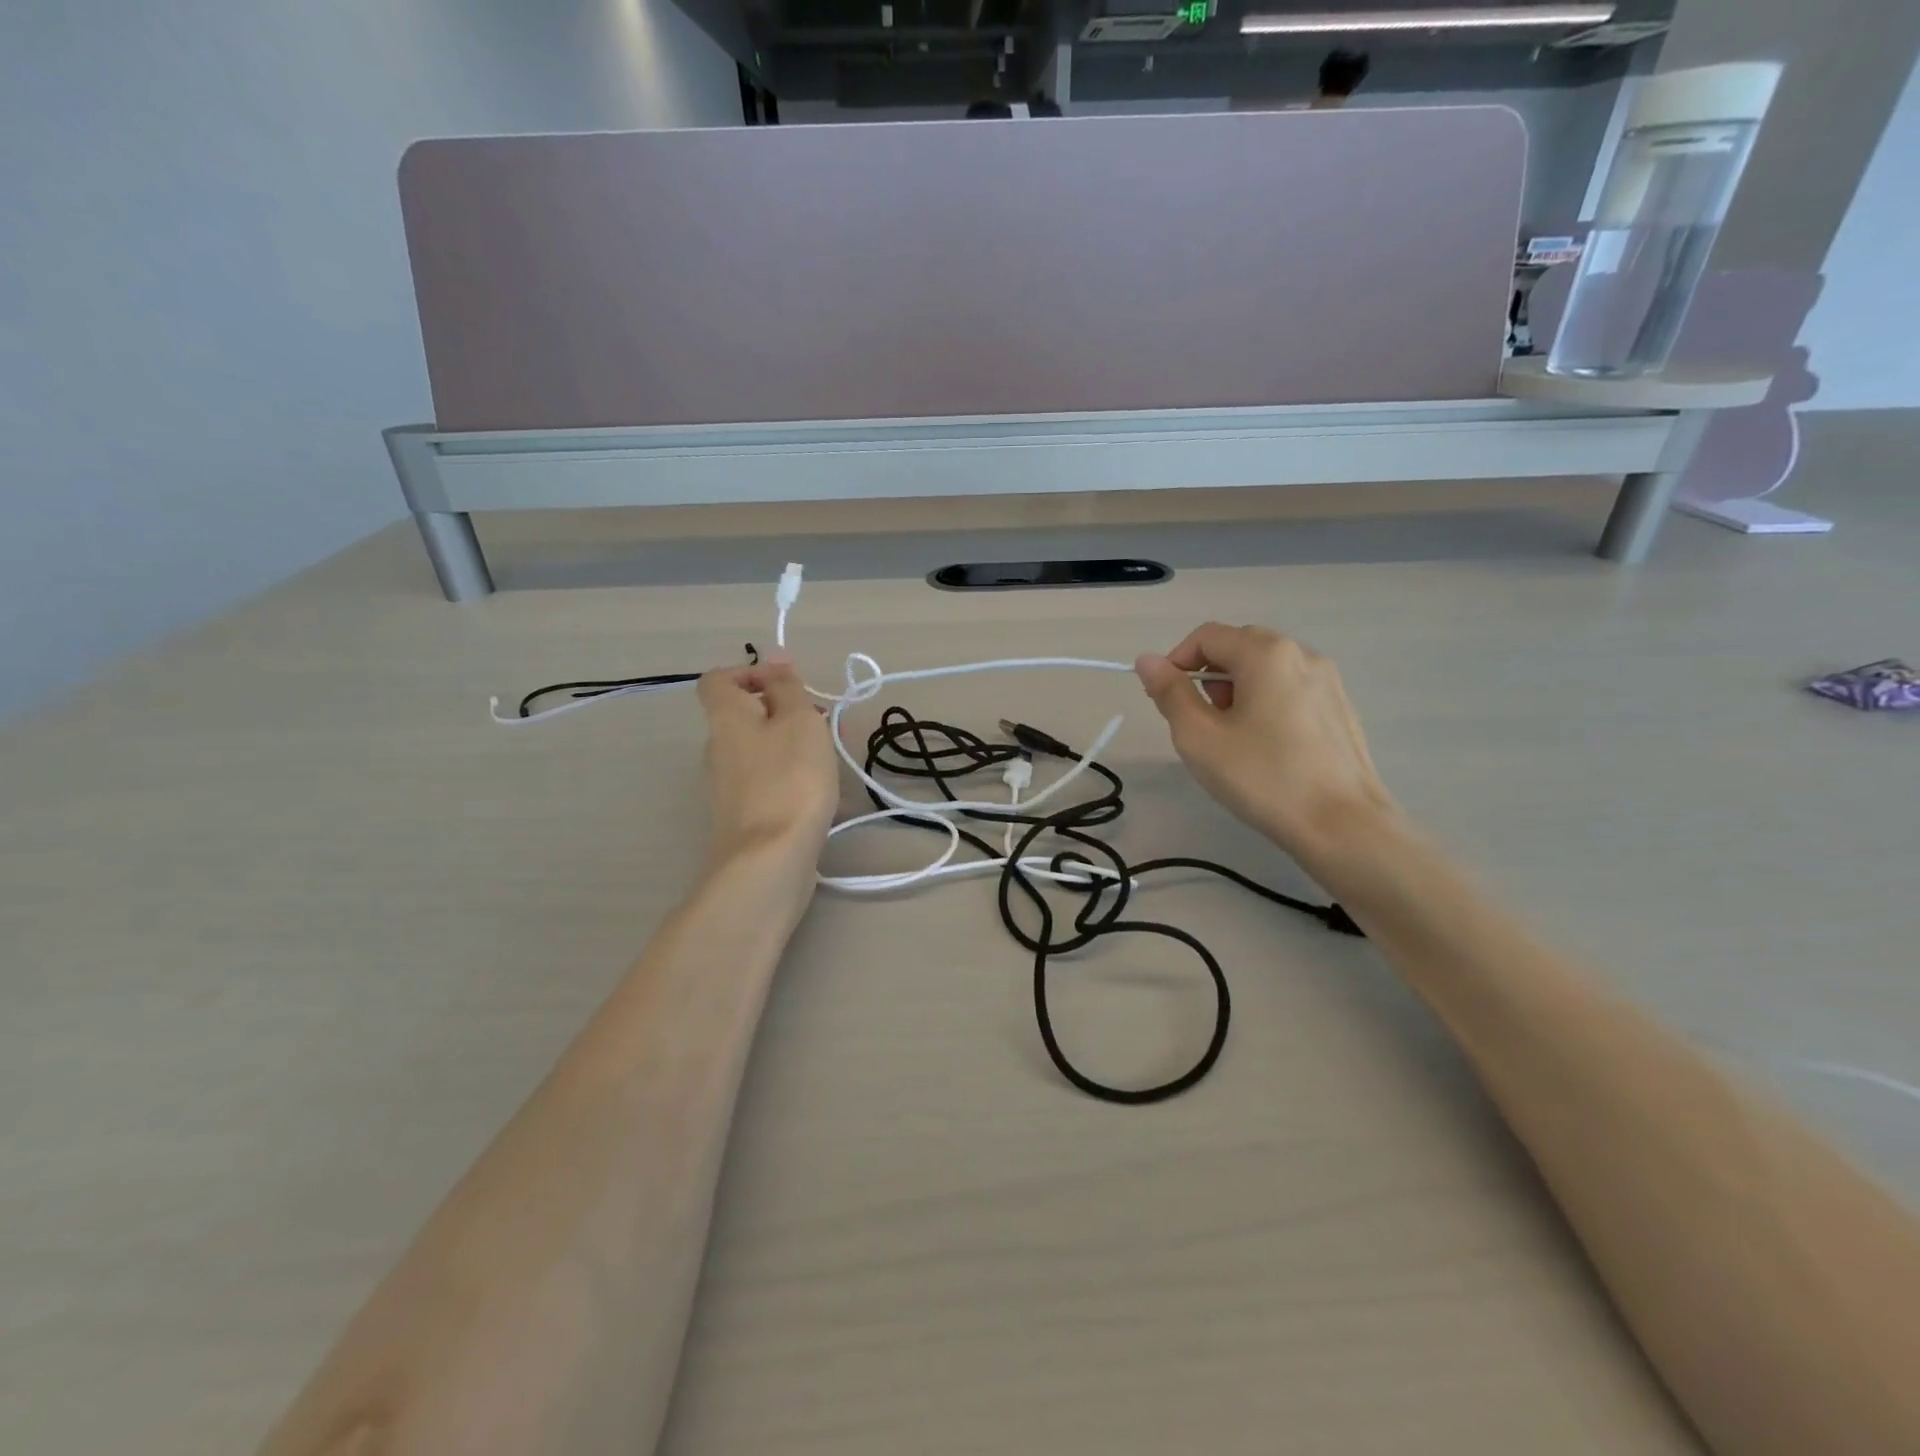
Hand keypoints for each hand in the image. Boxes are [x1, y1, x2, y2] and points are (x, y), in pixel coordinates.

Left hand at [696, 654, 839, 876]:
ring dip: (792, 747)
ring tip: (831, 761)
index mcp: (725, 718)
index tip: (788, 686)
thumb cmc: (789, 779)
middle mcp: (717, 749)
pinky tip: (822, 796)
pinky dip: (790, 779)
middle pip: (744, 716)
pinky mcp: (742, 816)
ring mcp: (727, 786)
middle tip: (823, 726)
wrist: (769, 860)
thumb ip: (787, 686)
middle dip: (785, 713)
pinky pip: (766, 782)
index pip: (719, 680)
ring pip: (759, 751)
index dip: (750, 673)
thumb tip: (774, 654)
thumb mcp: (798, 721)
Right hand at [1136, 624, 1397, 864]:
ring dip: (1237, 690)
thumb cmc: (1263, 777)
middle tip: (1199, 722)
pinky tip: (1266, 748)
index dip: (1175, 662)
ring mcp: (1328, 681)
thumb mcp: (1199, 737)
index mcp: (1266, 654)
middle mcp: (1302, 654)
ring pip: (1266, 669)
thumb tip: (1147, 660)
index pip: (1206, 636)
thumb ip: (1170, 693)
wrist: (1344, 825)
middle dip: (1208, 676)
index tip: (1164, 701)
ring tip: (1232, 738)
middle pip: (1238, 647)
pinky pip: (1290, 690)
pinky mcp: (1340, 708)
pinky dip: (1266, 704)